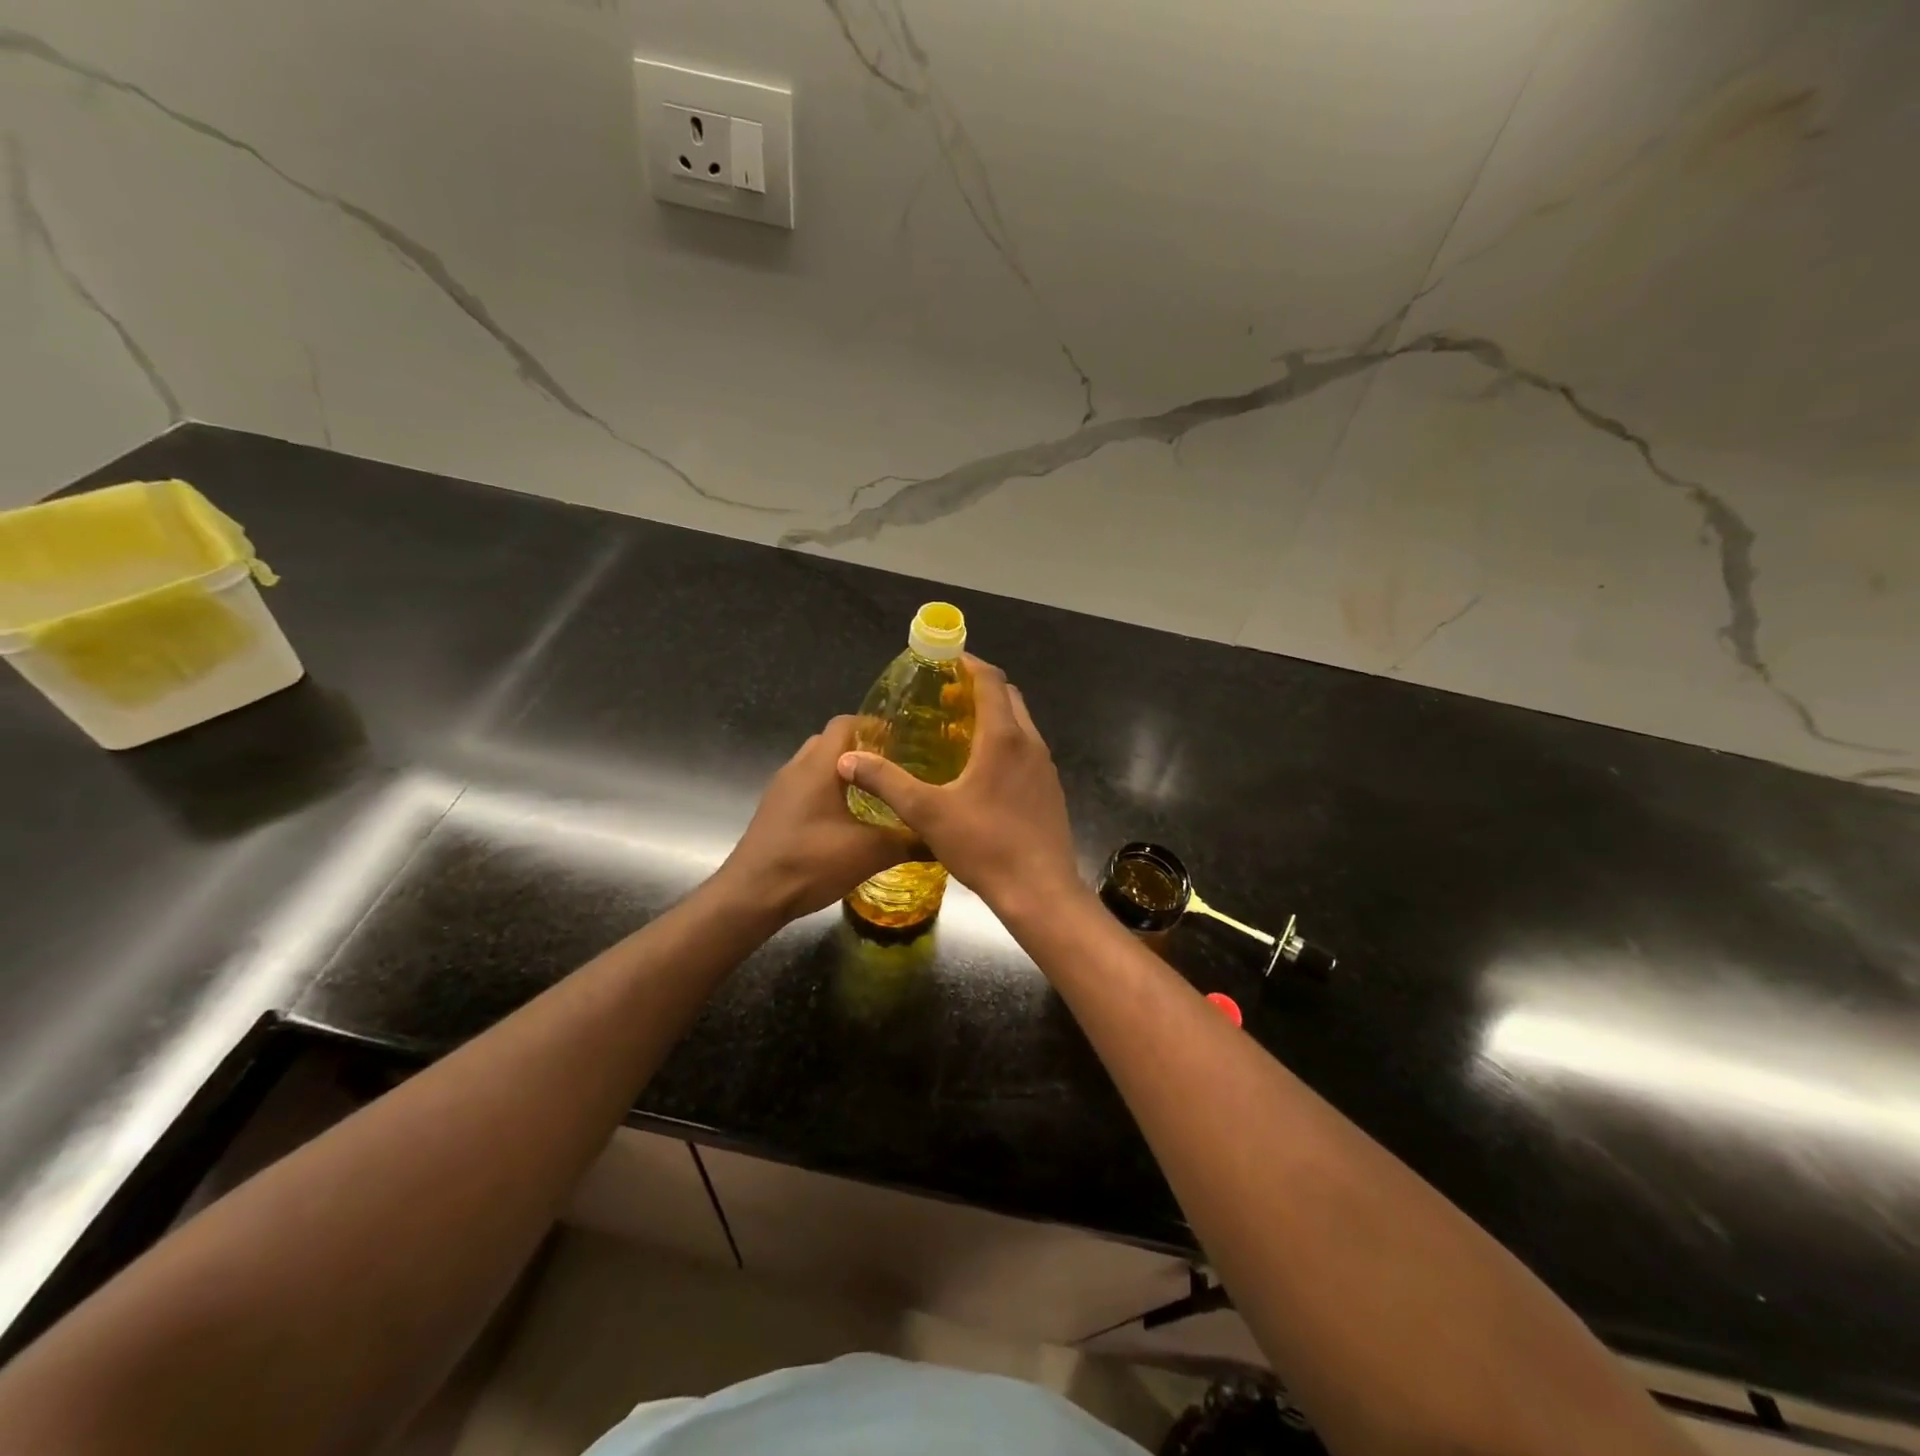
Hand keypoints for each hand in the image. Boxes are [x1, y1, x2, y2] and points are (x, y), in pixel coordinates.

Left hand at [716, 716, 915, 923]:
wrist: (751, 896)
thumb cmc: (810, 862)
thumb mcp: (869, 852)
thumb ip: (909, 841)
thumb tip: (943, 839)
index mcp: (819, 765)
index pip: (846, 722)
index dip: (874, 725)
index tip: (903, 740)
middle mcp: (797, 768)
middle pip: (831, 743)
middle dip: (861, 750)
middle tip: (893, 768)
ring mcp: (781, 790)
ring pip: (816, 767)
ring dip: (843, 774)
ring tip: (875, 793)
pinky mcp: (774, 812)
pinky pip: (805, 789)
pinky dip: (827, 793)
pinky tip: (847, 820)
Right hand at [835, 654, 1080, 912]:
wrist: (1041, 891)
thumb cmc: (985, 845)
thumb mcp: (927, 813)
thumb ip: (887, 782)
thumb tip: (848, 759)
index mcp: (1004, 738)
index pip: (991, 681)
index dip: (968, 664)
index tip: (945, 660)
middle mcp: (1030, 743)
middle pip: (1009, 698)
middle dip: (979, 689)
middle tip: (944, 699)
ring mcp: (1045, 768)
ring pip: (1021, 725)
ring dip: (994, 717)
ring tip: (958, 732)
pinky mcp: (1050, 791)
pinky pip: (1026, 751)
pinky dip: (1005, 743)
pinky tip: (982, 773)